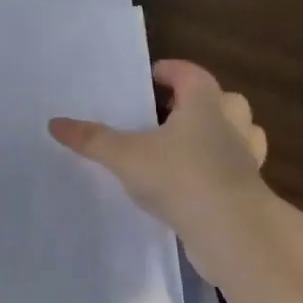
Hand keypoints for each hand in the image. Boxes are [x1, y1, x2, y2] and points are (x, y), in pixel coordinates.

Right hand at [48, 60, 268, 236]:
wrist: (231, 232)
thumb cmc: (180, 177)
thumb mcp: (125, 156)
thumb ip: (92, 139)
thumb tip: (54, 123)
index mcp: (204, 105)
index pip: (191, 74)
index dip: (172, 71)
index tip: (154, 75)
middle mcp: (230, 126)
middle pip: (226, 100)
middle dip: (202, 101)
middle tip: (172, 111)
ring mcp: (245, 160)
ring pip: (241, 134)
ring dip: (220, 134)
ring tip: (189, 145)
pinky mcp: (248, 192)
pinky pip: (237, 170)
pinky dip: (221, 170)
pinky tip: (196, 183)